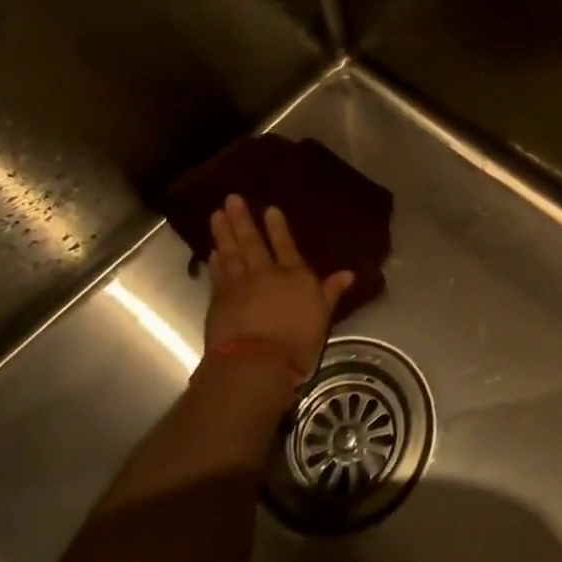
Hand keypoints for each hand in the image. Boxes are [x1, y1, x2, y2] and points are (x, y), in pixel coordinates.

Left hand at [205, 194, 354, 380]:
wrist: (256, 363)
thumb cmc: (297, 341)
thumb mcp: (322, 316)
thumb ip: (331, 292)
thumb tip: (349, 273)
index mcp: (294, 275)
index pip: (286, 245)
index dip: (278, 228)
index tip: (269, 209)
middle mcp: (265, 274)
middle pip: (252, 242)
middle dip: (242, 220)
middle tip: (232, 199)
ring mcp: (239, 286)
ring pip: (230, 253)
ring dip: (223, 233)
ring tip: (217, 215)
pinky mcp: (219, 302)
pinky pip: (217, 275)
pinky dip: (215, 262)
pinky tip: (212, 251)